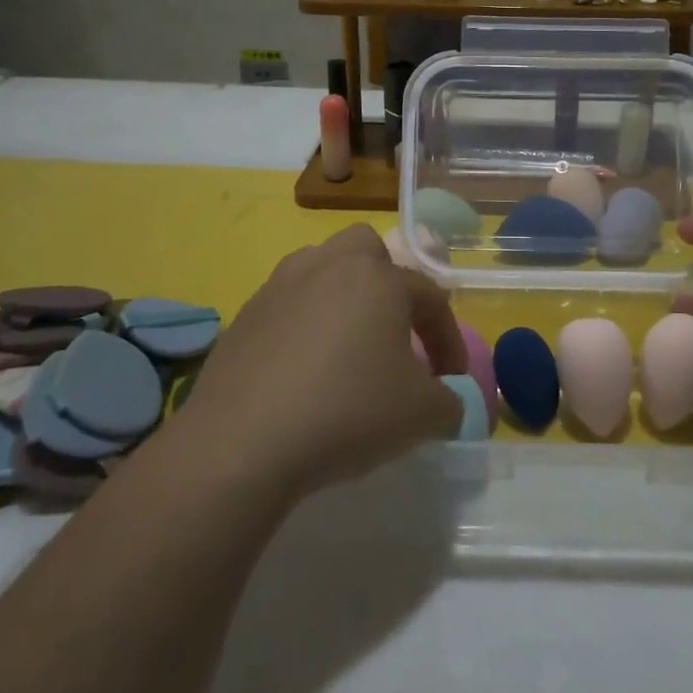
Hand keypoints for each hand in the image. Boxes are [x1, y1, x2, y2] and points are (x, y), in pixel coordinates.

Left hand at [169, 225, 467, 501]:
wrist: (241, 443)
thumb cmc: (347, 412)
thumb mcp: (421, 416)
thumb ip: (450, 403)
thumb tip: (449, 402)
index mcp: (379, 278)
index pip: (430, 297)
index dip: (448, 339)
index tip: (451, 382)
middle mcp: (329, 266)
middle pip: (366, 250)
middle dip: (386, 282)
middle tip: (392, 331)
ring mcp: (280, 286)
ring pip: (320, 269)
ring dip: (340, 297)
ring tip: (346, 346)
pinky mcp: (243, 315)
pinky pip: (286, 306)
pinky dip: (302, 327)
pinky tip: (301, 372)